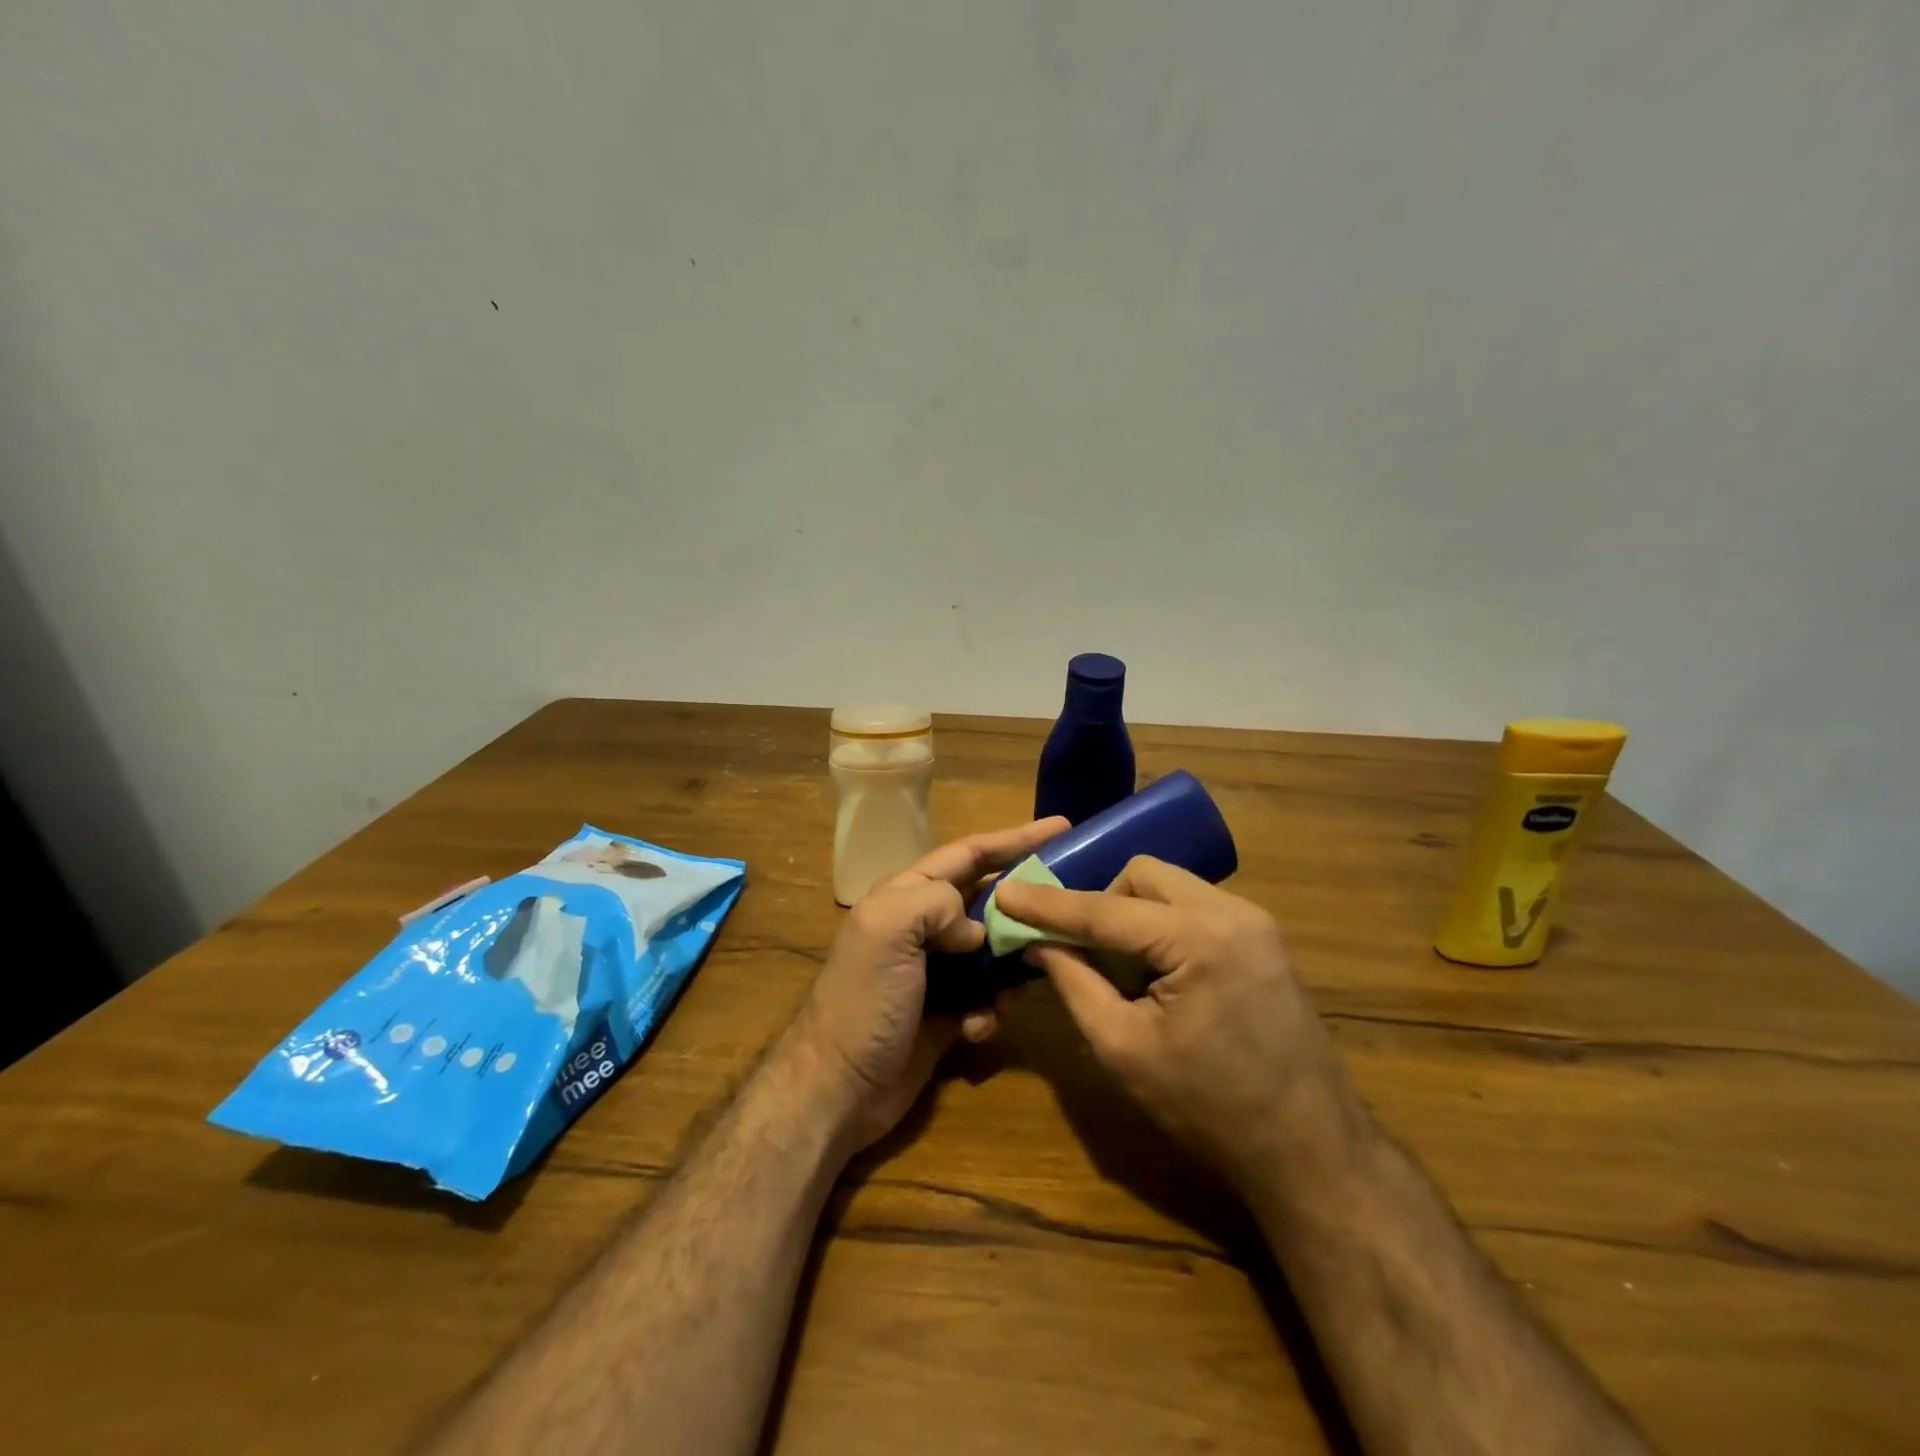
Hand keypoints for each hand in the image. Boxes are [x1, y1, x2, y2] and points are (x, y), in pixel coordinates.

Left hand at [796, 817, 1068, 1151]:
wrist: (839, 1088)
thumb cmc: (864, 999)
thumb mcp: (888, 929)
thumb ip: (937, 902)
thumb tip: (978, 930)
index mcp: (907, 895)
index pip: (969, 854)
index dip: (1014, 839)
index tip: (1061, 828)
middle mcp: (925, 927)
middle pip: (990, 900)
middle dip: (1026, 904)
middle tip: (1069, 907)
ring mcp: (938, 971)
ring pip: (996, 951)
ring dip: (1014, 965)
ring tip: (1026, 978)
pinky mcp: (949, 1013)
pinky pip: (989, 997)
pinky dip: (993, 1009)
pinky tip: (979, 1027)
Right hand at [993, 856, 1366, 1192]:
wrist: (1311, 1150)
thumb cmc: (1209, 1109)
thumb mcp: (1123, 1049)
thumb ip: (1074, 983)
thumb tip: (1038, 942)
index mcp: (1199, 938)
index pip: (1106, 909)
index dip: (1049, 904)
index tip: (1006, 894)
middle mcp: (1232, 912)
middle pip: (1143, 875)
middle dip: (1102, 903)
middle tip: (1083, 951)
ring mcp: (1255, 922)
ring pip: (1170, 887)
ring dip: (1133, 915)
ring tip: (1123, 970)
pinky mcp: (1262, 939)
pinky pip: (1194, 908)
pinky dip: (1162, 926)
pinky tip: (1158, 974)